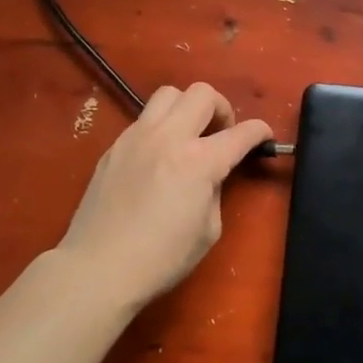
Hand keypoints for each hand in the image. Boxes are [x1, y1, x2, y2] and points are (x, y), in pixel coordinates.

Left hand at [54, 83, 271, 310]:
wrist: (97, 268)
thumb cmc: (161, 258)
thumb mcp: (208, 230)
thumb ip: (215, 190)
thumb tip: (211, 175)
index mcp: (199, 161)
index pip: (241, 132)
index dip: (260, 132)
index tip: (264, 138)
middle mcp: (169, 137)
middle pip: (203, 93)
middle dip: (222, 109)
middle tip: (222, 135)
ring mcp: (137, 137)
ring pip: (169, 94)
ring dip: (187, 107)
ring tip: (189, 135)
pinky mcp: (115, 146)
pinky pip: (144, 119)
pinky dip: (161, 127)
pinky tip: (159, 156)